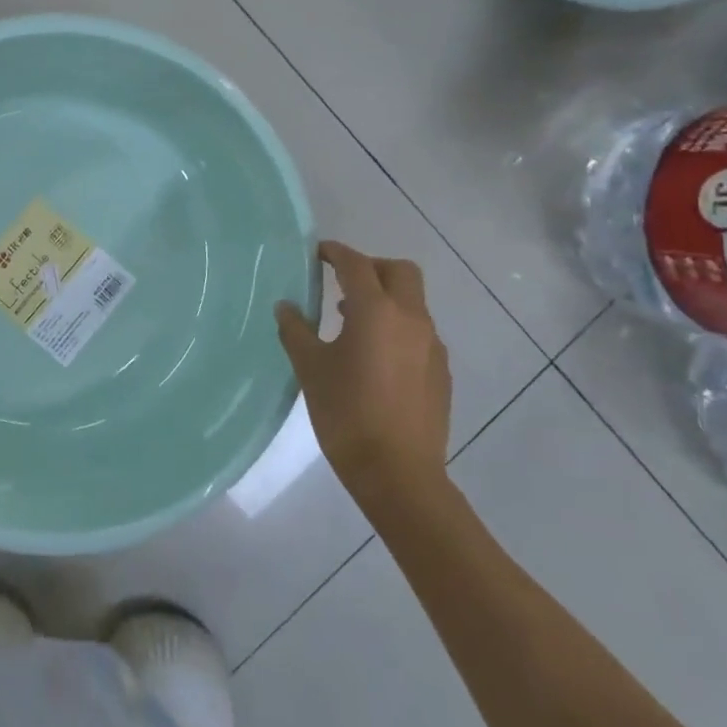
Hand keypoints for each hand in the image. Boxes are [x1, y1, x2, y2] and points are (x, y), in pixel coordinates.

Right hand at [275, 241, 452, 506]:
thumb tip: (286, 307)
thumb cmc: (347, 414)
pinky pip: (419, 332)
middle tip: (342, 282)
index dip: (335, 253)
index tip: (318, 252)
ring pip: (412, 302)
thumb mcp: (311, 369)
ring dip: (385, 299)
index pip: (356, 264)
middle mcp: (411, 318)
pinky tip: (376, 359)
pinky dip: (397, 328)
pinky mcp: (441, 371)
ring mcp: (432, 345)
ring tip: (352, 324)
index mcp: (376, 311)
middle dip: (371, 267)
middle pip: (399, 272)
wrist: (398, 474)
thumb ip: (296, 331)